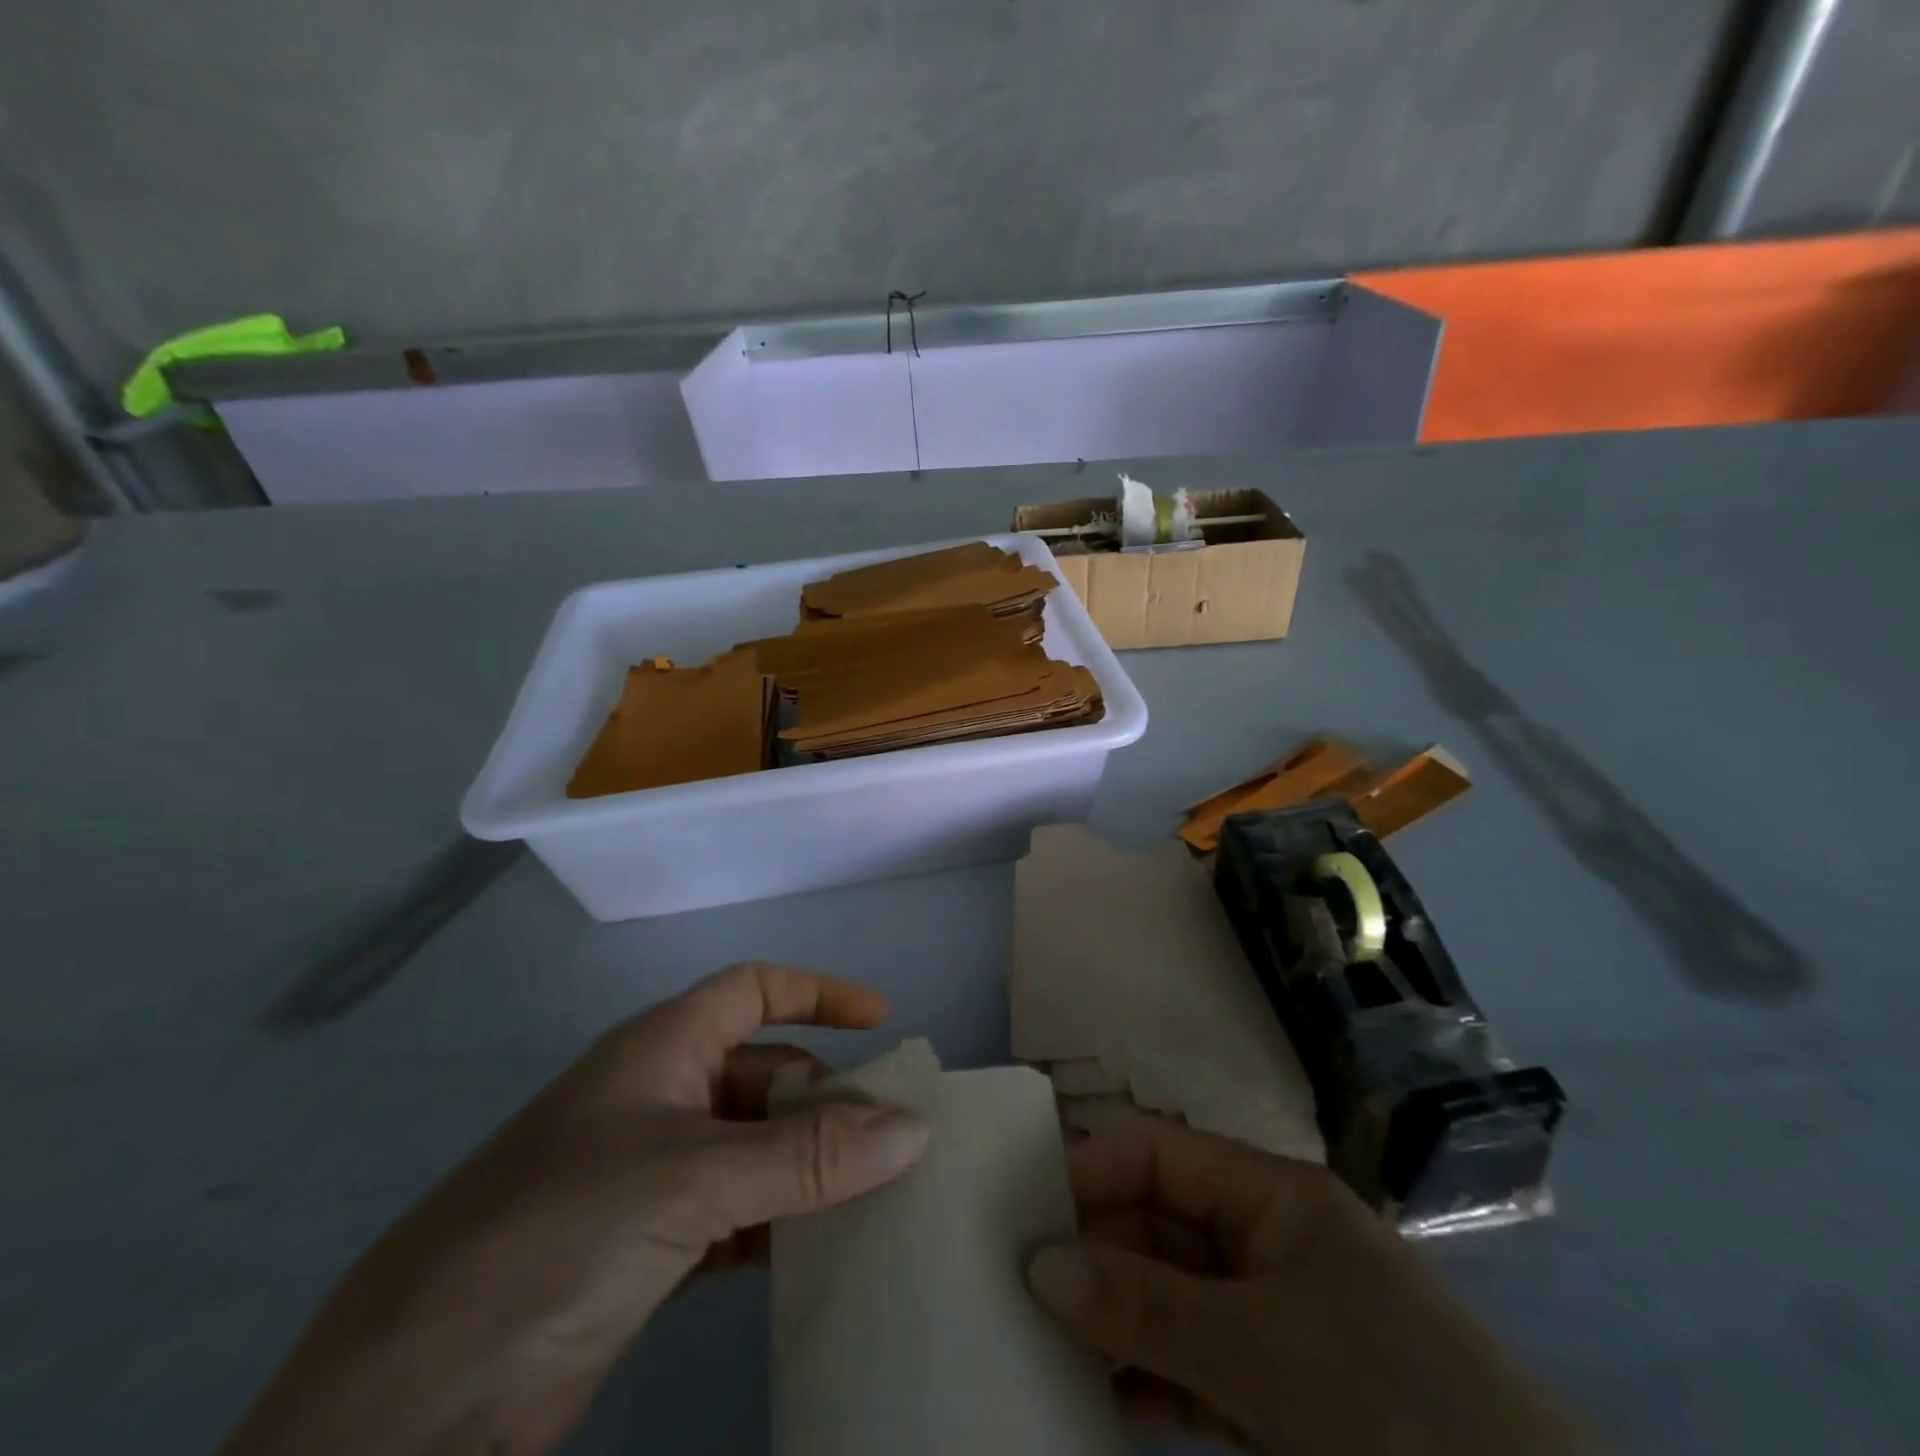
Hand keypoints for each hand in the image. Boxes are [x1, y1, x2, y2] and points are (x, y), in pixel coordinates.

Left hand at [220, 963, 928, 1455]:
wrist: (405, 1411)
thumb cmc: (556, 1238)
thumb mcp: (692, 1182)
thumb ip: (808, 1158)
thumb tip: (914, 1128)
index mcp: (659, 1050)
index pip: (753, 990)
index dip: (818, 994)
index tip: (881, 1022)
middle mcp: (657, 1099)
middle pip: (764, 1073)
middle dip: (828, 1097)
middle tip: (895, 1140)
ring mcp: (648, 1176)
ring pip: (754, 1148)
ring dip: (810, 1166)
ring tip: (878, 1195)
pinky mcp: (642, 1248)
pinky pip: (736, 1214)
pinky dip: (781, 1223)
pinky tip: (822, 1250)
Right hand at [1026, 1116, 1592, 1454]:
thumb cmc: (1397, 1408)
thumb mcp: (1266, 1353)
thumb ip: (1148, 1307)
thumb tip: (1040, 1265)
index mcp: (1272, 1196)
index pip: (1161, 1152)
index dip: (1093, 1170)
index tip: (1026, 1211)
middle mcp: (1265, 1241)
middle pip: (1157, 1224)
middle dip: (1093, 1252)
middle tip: (1018, 1290)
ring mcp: (1269, 1319)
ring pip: (1167, 1296)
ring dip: (1111, 1319)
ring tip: (1039, 1345)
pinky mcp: (1274, 1393)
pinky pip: (1188, 1364)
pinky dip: (1144, 1378)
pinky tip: (1095, 1400)